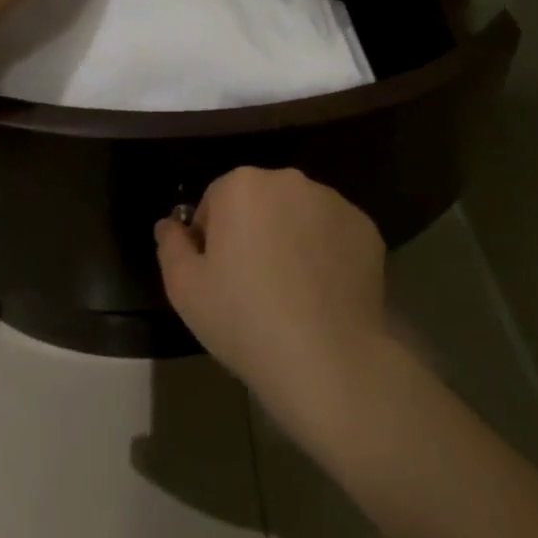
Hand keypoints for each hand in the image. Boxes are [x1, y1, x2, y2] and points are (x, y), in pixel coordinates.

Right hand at [154, 167, 388, 437]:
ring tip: (292, 291)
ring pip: (300, 214)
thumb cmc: (244, 318)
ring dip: (291, 238)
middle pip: (260, 201)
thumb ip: (171, 245)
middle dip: (253, 230)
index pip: (216, 200)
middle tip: (252, 283)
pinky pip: (334, 234)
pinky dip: (326, 253)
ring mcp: (335, 202)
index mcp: (243, 185)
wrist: (326, 356)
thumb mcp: (184, 288)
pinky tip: (323, 293)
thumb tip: (170, 223)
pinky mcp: (367, 228)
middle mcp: (291, 180)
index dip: (212, 237)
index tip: (218, 276)